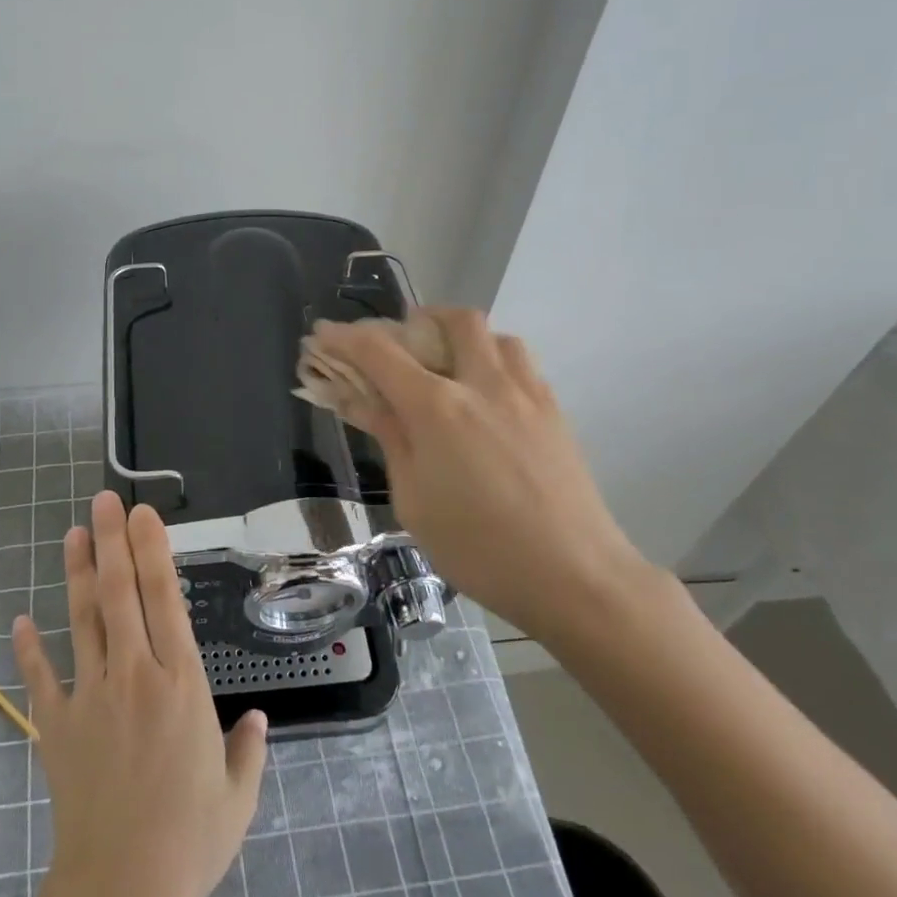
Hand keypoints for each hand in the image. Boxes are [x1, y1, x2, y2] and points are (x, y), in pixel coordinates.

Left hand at [12, 490, 267, 896]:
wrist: (121, 891)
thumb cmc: (190, 840)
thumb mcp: (237, 795)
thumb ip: (248, 749)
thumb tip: (257, 720)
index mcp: (181, 683)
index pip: (164, 599)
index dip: (152, 550)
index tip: (142, 514)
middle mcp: (134, 675)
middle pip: (120, 594)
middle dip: (112, 542)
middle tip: (104, 501)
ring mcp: (89, 697)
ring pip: (82, 620)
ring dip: (77, 575)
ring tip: (73, 534)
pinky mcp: (55, 727)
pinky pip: (39, 679)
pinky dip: (28, 649)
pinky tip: (19, 620)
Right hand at [309, 308, 645, 642]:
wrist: (574, 576)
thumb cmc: (478, 549)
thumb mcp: (413, 500)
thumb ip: (390, 438)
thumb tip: (361, 399)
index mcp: (437, 408)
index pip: (378, 352)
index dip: (344, 337)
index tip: (322, 334)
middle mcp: (482, 384)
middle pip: (451, 320)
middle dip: (415, 321)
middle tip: (395, 346)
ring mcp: (526, 393)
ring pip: (493, 335)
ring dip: (461, 337)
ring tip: (445, 368)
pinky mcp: (555, 411)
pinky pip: (520, 362)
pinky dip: (492, 360)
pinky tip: (485, 398)